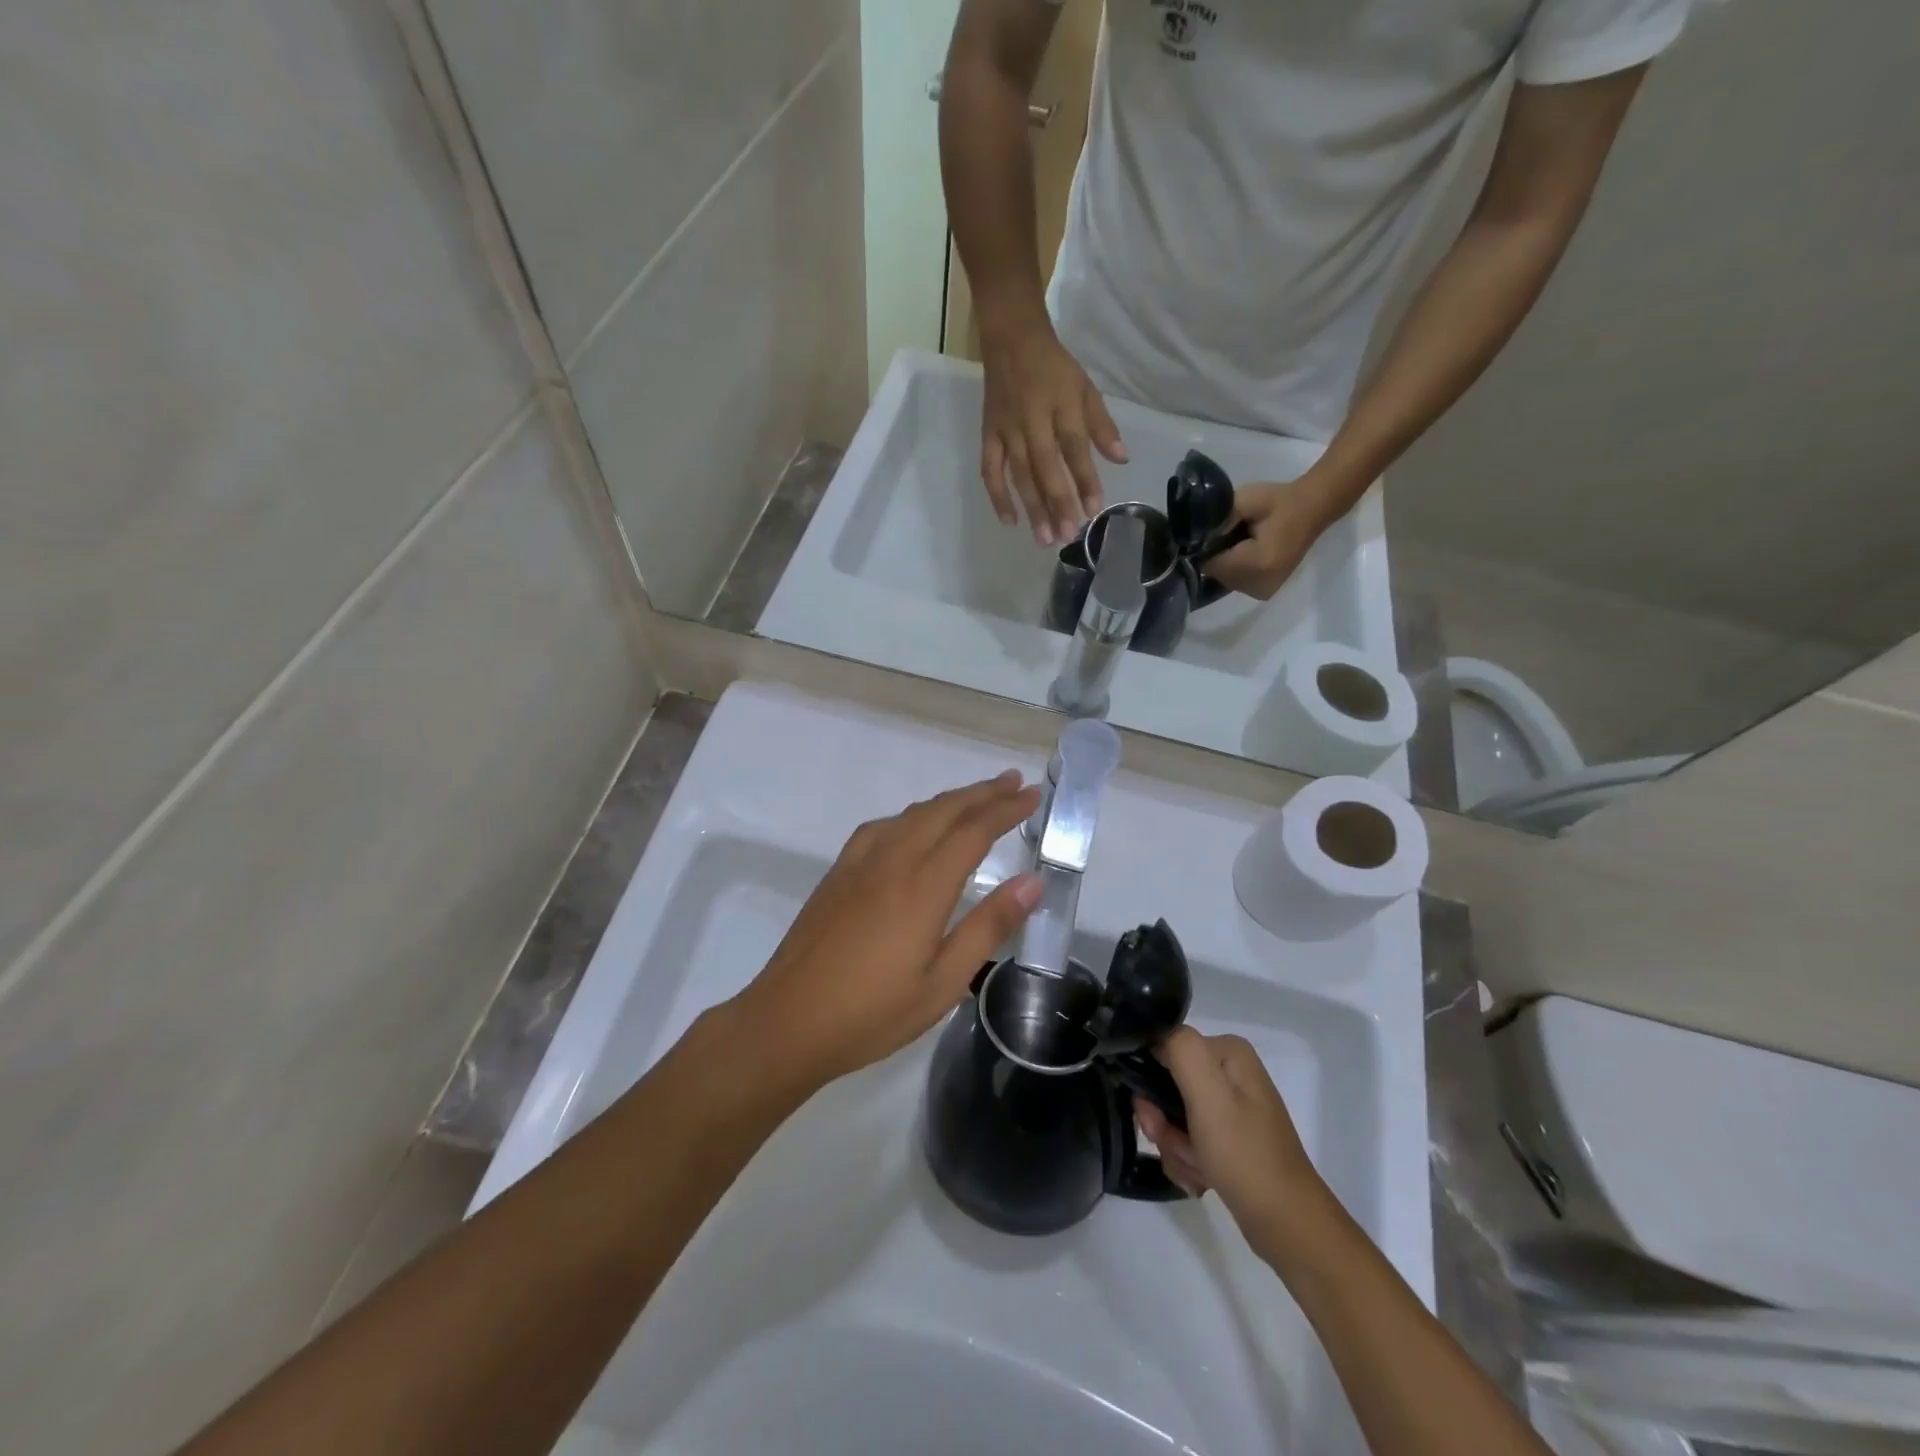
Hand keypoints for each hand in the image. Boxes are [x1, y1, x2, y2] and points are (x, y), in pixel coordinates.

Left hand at [734, 772, 1042, 1087]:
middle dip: (982, 793)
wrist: (787, 1022)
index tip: (1034, 796)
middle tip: (1015, 783)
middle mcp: (892, 862)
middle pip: (943, 811)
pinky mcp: (837, 873)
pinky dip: (911, 816)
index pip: (974, 831)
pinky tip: (913, 827)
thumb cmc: (872, 1013)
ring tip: (975, 798)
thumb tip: (1031, 882)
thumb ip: (988, 927)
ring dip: (948, 800)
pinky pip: (881, 827)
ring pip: (911, 814)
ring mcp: (859, 864)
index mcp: (922, 887)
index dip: (1006, 810)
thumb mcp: (944, 983)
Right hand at [980, 323, 1127, 545]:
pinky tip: (1010, 521)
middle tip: (1067, 536)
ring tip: (1044, 538)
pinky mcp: (988, 436)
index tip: (1094, 509)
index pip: (1075, 448)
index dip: (1085, 480)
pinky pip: (990, 471)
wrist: (1010, 339)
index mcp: (1061, 405)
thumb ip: (1102, 426)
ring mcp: (1007, 430)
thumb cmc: (1053, 368)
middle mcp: (1032, 420)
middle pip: (1046, 467)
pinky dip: (998, 497)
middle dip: (1057, 503)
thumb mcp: (1085, 388)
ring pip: (1019, 474)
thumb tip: (1122, 459)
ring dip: (1032, 508)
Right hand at [1135, 1029, 1320, 1245]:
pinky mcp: (1230, 1138)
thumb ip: (1181, 1049)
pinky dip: (1187, 1161)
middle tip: (1178, 1147)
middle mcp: (1230, 1073)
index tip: (1157, 1117)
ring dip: (1175, 1146)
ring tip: (1197, 1169)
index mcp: (1228, 1052)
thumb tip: (1156, 1036)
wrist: (1287, 1225)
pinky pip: (1188, 1140)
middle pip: (1168, 1086)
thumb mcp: (1209, 1094)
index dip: (1152, 1083)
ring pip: (1174, 1117)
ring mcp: (1231, 1107)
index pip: (1166, 1049)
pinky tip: (1202, 1179)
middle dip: (1165, 1124)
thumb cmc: (1245, 1155)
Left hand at [1205, 477, 1333, 600]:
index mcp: (1257, 563)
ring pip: (1225, 580)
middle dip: (1217, 556)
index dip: (1207, 548)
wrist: (1313, 509)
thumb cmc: (1279, 502)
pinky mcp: (1265, 592)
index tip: (1215, 532)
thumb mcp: (1246, 500)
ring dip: (1226, 564)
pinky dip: (1236, 570)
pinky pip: (1237, 583)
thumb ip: (1218, 519)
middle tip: (1231, 534)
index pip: (1211, 565)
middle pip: (1217, 575)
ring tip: (1242, 543)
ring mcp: (1263, 592)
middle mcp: (1259, 584)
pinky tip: (1248, 554)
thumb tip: (1195, 538)